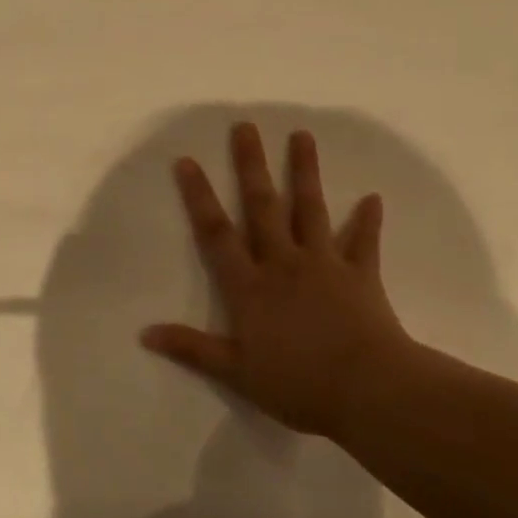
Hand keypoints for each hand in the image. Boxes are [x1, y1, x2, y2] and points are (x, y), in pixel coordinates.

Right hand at [141, 122, 411, 437]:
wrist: (367, 390)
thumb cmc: (297, 384)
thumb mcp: (235, 372)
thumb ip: (192, 348)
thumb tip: (144, 333)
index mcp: (250, 286)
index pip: (217, 233)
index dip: (199, 197)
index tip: (188, 161)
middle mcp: (284, 263)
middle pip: (263, 207)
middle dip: (251, 166)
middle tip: (245, 127)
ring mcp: (324, 264)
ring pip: (311, 210)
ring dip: (305, 172)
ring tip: (302, 135)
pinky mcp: (360, 275)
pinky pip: (363, 243)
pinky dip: (368, 221)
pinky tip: (373, 198)